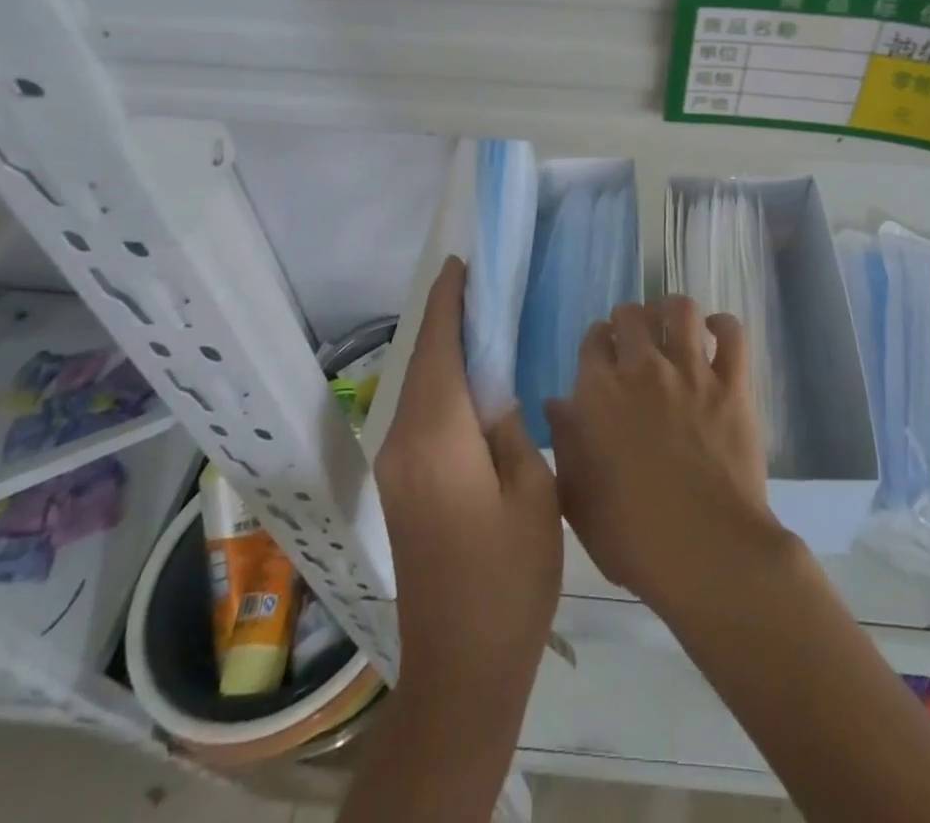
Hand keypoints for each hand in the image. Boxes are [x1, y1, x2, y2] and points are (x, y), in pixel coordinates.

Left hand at [375, 256, 561, 720]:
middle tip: (481, 285)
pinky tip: (469, 378)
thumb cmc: (509, 578)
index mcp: (437, 438)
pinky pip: (420, 413)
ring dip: (443, 349)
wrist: (461, 666)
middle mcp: (403, 442)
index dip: (448, 302)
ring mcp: (396, 466)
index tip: (461, 264)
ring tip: (480, 320)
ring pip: (419, 387)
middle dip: (446, 318)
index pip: (438, 348)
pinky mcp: (401, 486)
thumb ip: (511, 429)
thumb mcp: (534, 494)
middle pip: (423, 361)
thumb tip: (494, 394)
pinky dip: (441, 382)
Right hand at [546, 297, 787, 616]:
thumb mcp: (577, 496)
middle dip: (628, 320)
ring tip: (672, 325)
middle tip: (635, 341)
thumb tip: (556, 402)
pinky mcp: (733, 384)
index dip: (598, 342)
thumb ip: (564, 441)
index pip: (593, 339)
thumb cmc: (631, 535)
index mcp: (599, 392)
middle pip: (631, 314)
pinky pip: (732, 334)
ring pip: (680, 309)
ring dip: (671, 310)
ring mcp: (691, 372)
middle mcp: (642, 369)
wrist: (706, 551)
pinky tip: (715, 334)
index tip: (603, 356)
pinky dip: (723, 326)